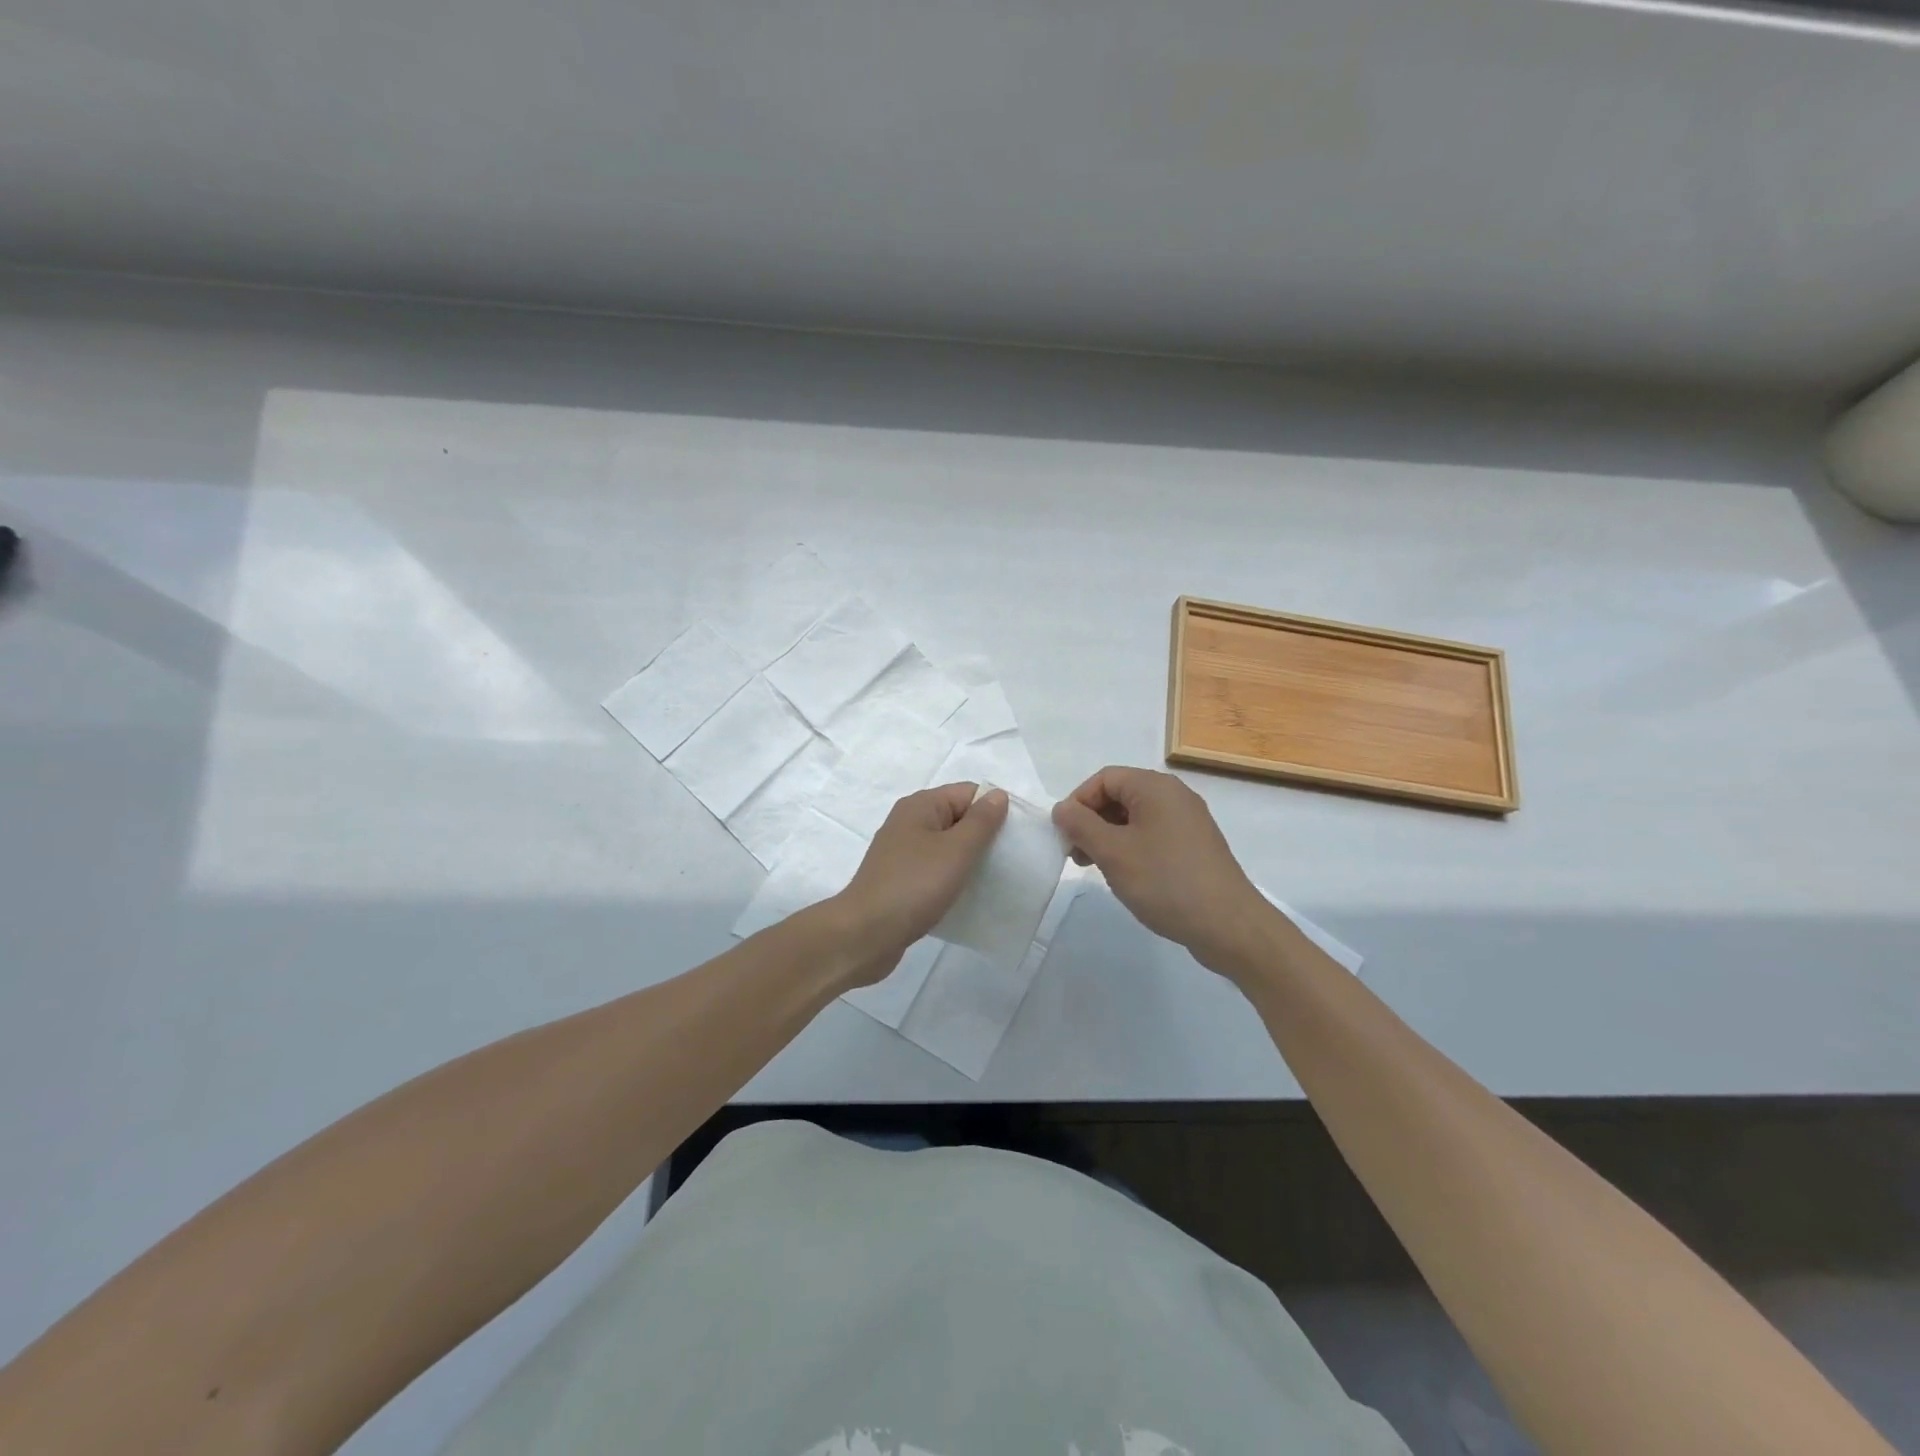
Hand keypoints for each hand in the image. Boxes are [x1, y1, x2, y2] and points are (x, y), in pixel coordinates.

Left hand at [826, 783, 1007, 984]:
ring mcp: (902, 853)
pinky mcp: (900, 880)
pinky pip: (935, 871)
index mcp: (920, 806)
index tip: (1017, 837)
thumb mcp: (956, 850)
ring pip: (947, 847)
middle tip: (1011, 860)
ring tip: (995, 880)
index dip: (994, 809)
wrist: (865, 934)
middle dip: (984, 836)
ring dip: (970, 860)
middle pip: (958, 818)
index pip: (968, 793)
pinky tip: (968, 897)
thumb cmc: (914, 885)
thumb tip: (997, 795)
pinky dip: (953, 879)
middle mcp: (909, 823)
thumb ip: (981, 822)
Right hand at [1051, 766, 1272, 974]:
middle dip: (1092, 821)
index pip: (1104, 779)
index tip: (1064, 835)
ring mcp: (1189, 822)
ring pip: (1135, 818)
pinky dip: (1132, 848)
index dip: (1078, 802)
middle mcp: (1175, 796)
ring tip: (1096, 868)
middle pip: (1120, 795)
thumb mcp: (1113, 852)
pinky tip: (1126, 876)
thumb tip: (1062, 809)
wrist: (1229, 925)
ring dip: (1109, 837)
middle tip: (1075, 855)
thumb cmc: (1165, 881)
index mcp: (1155, 787)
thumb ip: (1080, 825)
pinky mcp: (1196, 847)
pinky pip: (1154, 835)